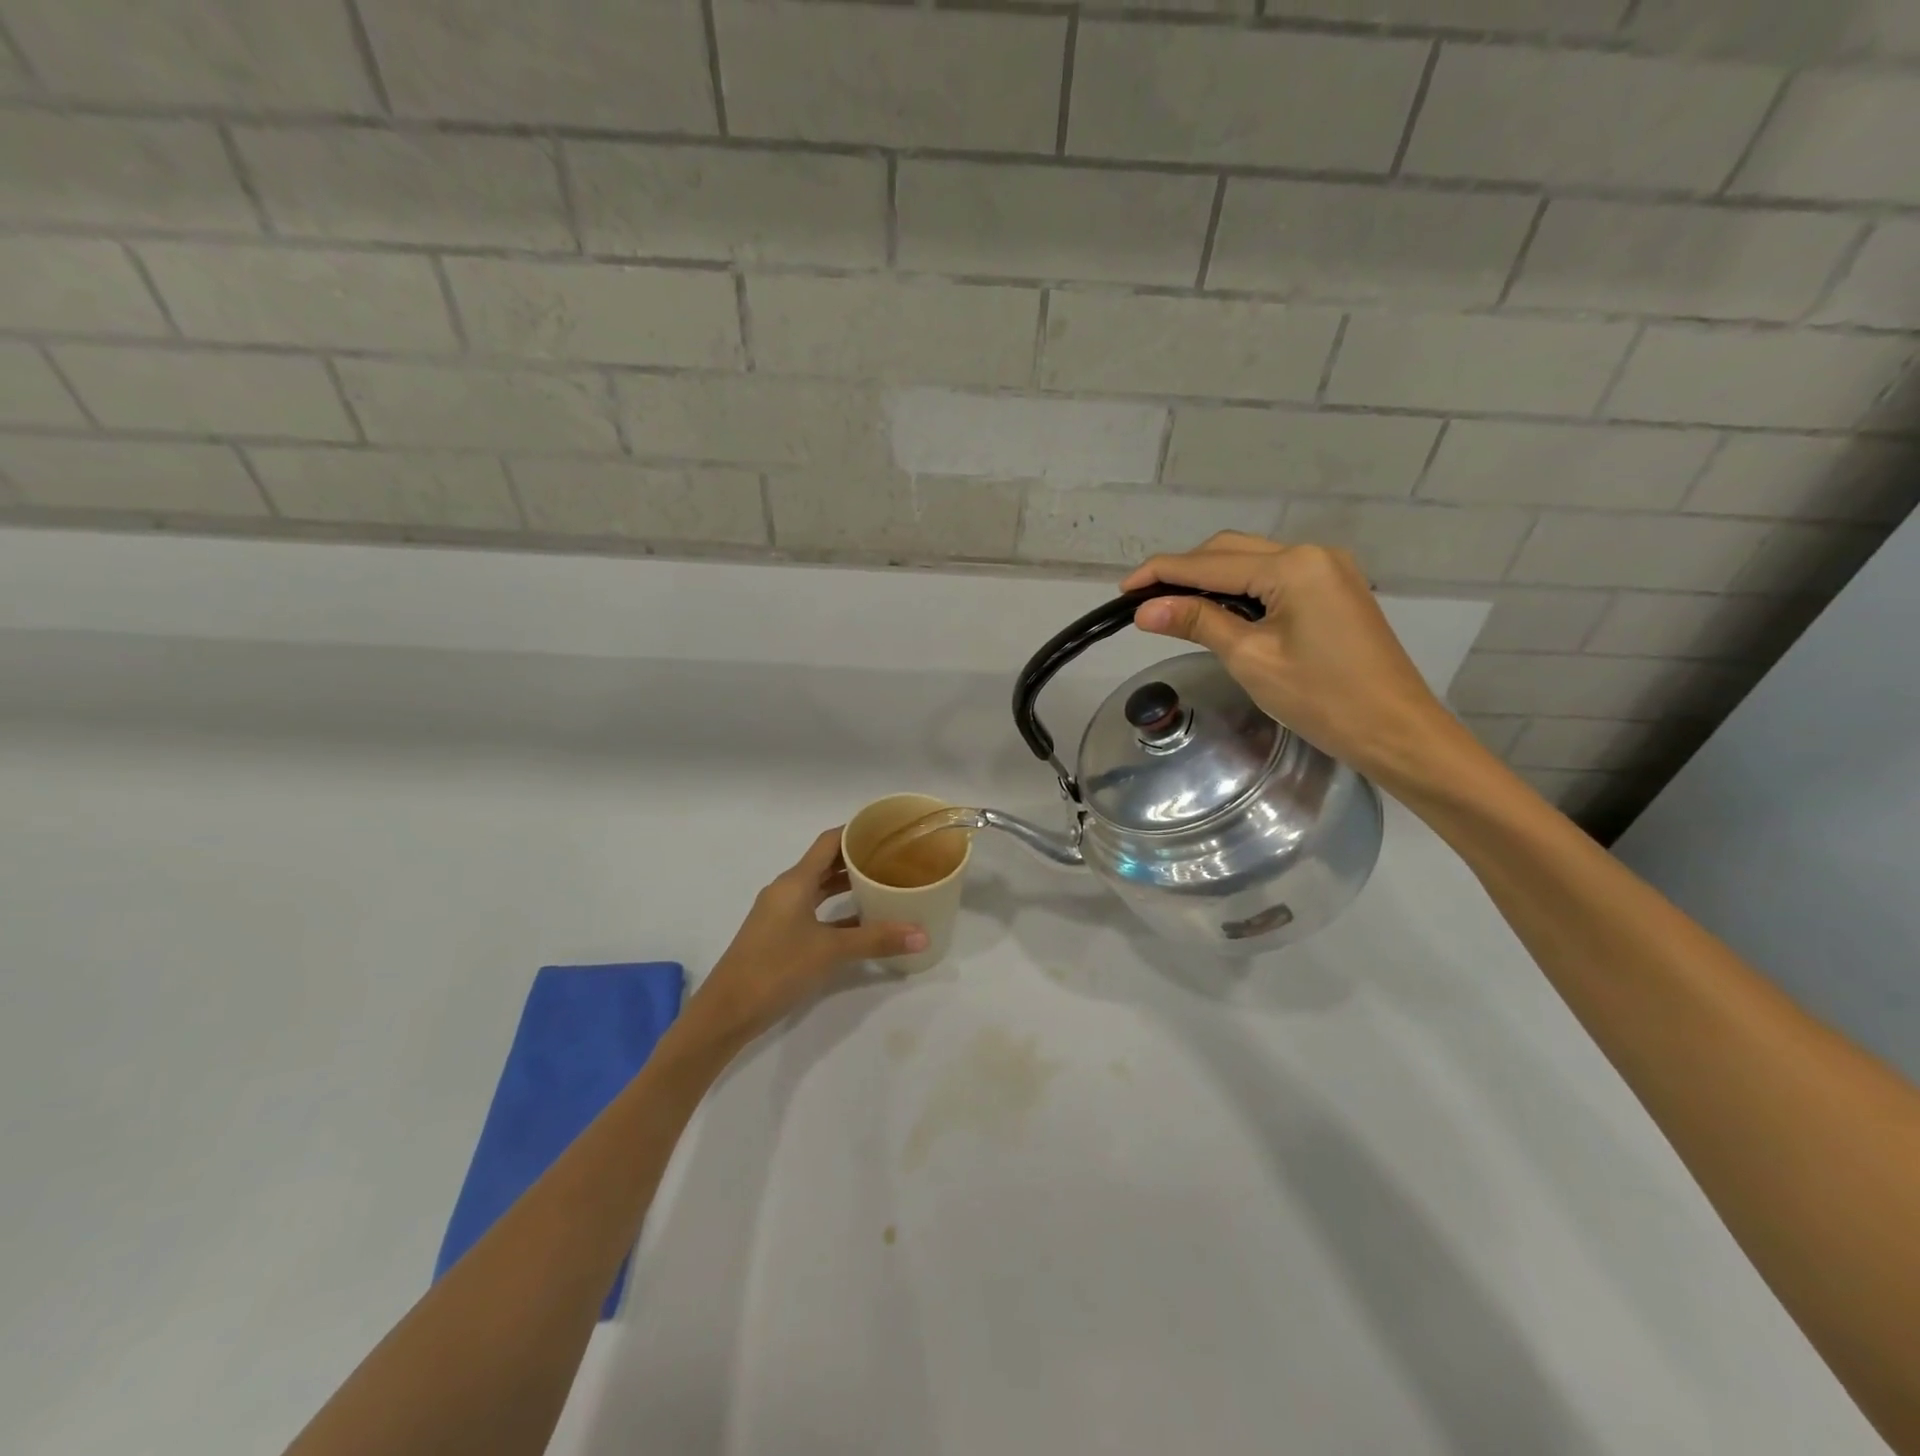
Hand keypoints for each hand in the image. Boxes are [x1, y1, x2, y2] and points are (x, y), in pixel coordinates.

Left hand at [688, 828, 927, 1043]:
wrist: (726, 1012)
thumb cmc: (776, 968)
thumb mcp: (830, 952)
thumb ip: (876, 940)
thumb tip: (923, 935)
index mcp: (795, 882)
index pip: (828, 842)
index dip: (855, 831)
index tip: (886, 829)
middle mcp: (786, 890)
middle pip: (825, 863)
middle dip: (857, 858)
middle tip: (894, 857)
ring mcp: (781, 914)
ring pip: (819, 888)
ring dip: (847, 885)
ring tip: (884, 883)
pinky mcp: (780, 935)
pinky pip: (814, 911)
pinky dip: (837, 911)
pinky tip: (863, 922)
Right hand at [1122, 533, 1470, 788]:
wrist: (1396, 731)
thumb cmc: (1322, 699)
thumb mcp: (1250, 658)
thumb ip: (1198, 622)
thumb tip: (1144, 609)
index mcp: (1293, 566)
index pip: (1209, 563)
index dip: (1161, 573)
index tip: (1121, 590)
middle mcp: (1312, 553)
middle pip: (1230, 551)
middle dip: (1183, 571)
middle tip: (1143, 601)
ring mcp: (1328, 570)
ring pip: (1252, 562)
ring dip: (1210, 579)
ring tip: (1171, 607)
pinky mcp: (1334, 590)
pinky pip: (1274, 578)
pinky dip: (1239, 590)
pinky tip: (1217, 610)